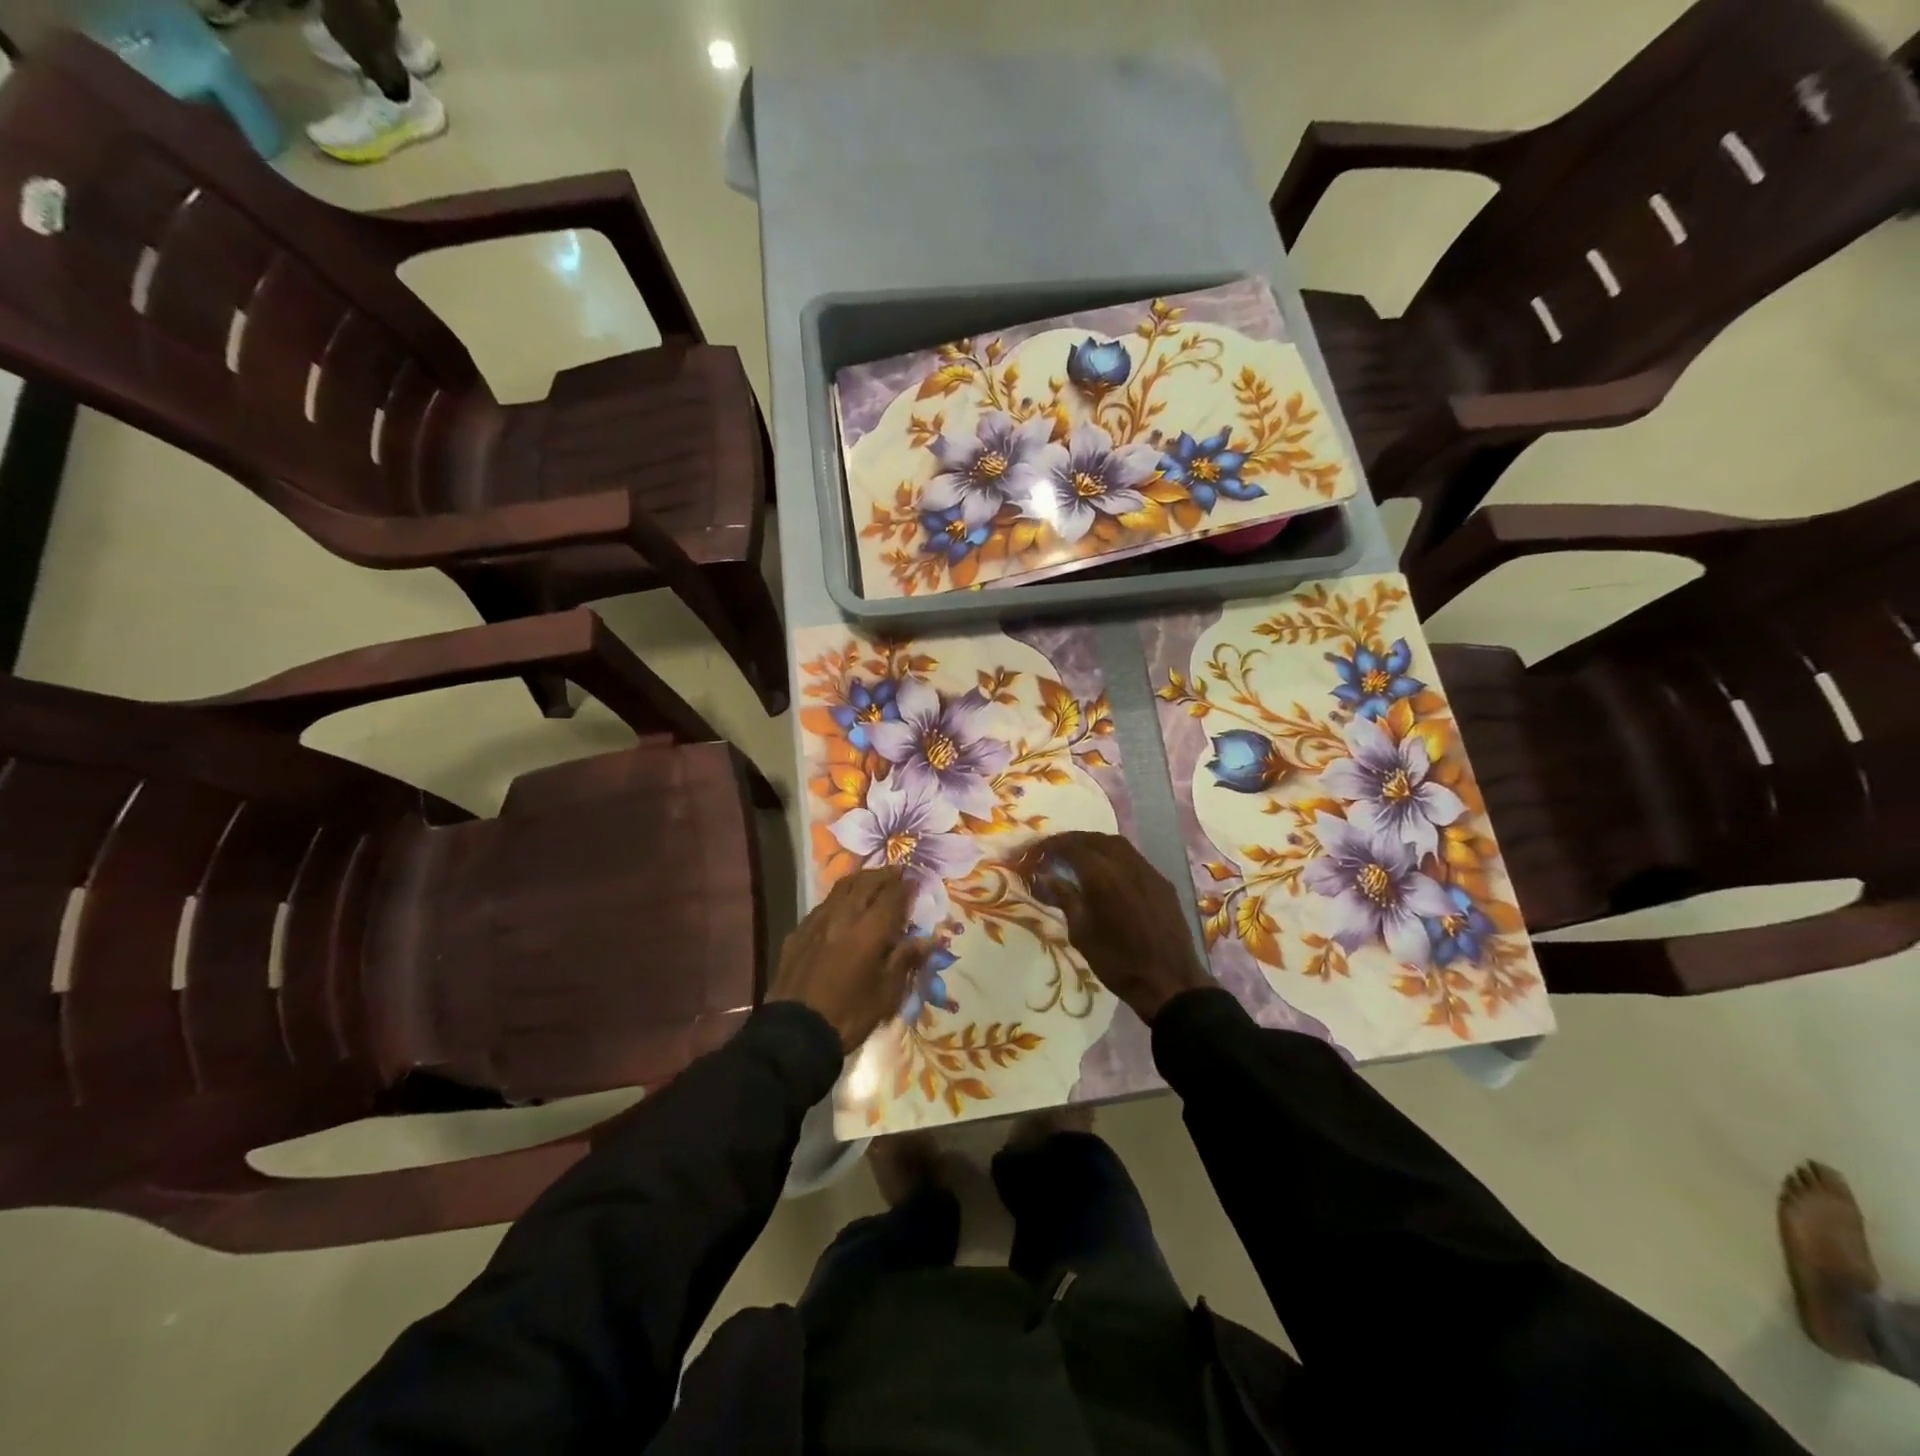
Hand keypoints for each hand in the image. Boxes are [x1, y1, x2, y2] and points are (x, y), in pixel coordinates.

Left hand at [770, 867, 924, 1051]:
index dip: (906, 885)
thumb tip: (927, 939)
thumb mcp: (886, 994)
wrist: (794, 1033)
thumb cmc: (849, 1015)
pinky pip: (823, 905)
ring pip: (842, 888)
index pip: (892, 896)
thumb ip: (905, 960)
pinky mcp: (798, 932)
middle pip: (866, 883)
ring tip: (872, 880)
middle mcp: (843, 916)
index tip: (916, 879)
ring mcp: (817, 921)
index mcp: (869, 930)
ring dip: (861, 880)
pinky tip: (842, 908)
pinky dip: (839, 898)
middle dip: (884, 875)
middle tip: (897, 873)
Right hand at [1019, 831, 1211, 1024]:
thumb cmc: (1118, 963)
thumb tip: (1048, 877)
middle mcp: (1126, 864)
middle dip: (1071, 841)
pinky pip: (1134, 858)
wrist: (1171, 983)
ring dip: (1094, 844)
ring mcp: (1148, 871)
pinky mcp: (1162, 882)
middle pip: (1094, 839)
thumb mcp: (1082, 934)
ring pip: (1117, 844)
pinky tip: (1108, 873)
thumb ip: (1066, 899)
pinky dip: (1114, 856)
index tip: (1034, 854)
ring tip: (1078, 857)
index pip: (1071, 847)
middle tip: (1053, 851)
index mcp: (1102, 876)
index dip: (1050, 847)